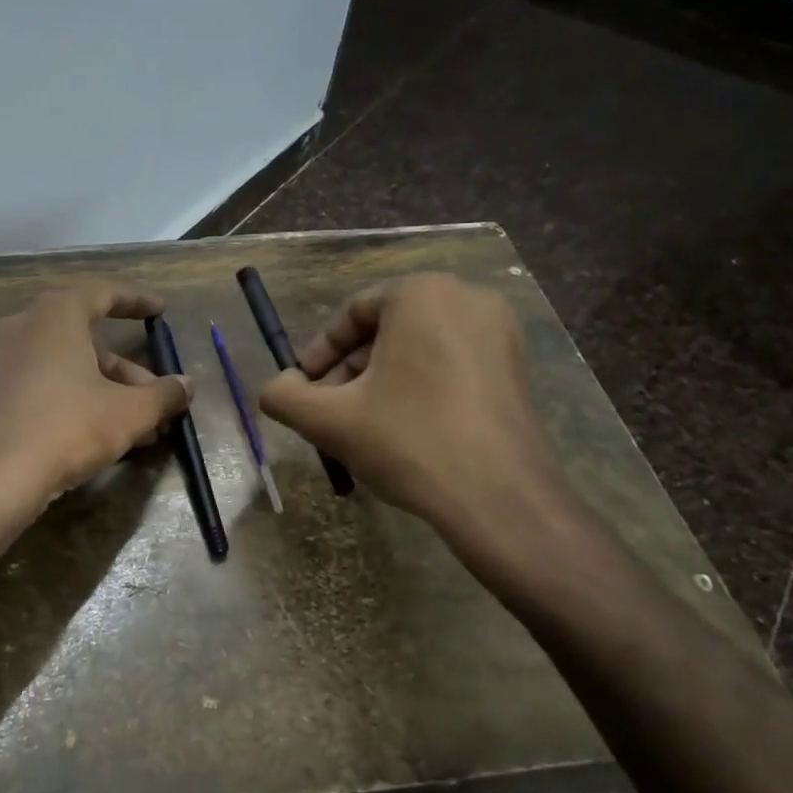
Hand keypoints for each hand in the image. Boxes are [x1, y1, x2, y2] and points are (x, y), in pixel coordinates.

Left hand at [0, 285, 193, 507]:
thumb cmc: (68, 427)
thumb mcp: (129, 412)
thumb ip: (163, 394)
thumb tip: (188, 385)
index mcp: (55, 315)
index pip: (103, 295)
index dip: (136, 302)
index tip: (160, 312)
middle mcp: (22, 326)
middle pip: (86, 340)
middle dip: (127, 372)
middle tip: (157, 398)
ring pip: (65, 367)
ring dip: (105, 392)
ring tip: (139, 429)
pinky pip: (41, 385)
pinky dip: (73, 400)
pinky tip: (101, 435)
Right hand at [258, 274, 569, 561]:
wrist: (499, 499)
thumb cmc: (408, 440)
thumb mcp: (328, 419)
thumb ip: (284, 396)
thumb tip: (276, 387)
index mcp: (421, 293)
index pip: (352, 313)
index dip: (318, 353)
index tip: (303, 389)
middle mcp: (466, 298)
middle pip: (385, 329)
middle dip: (350, 371)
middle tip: (330, 412)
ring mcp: (499, 332)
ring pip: (417, 349)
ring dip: (380, 382)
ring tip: (363, 427)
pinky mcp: (516, 367)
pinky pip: (450, 364)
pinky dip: (418, 388)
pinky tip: (404, 431)